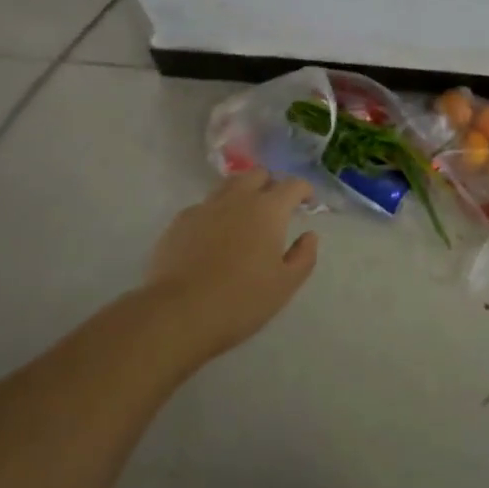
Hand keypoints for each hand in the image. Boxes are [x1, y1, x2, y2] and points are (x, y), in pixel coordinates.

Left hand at [146, 171, 319, 358]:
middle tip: (275, 208)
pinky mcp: (180, 221)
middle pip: (258, 174)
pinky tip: (213, 237)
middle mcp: (237, 198)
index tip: (307, 203)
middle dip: (271, 184)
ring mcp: (205, 207)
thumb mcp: (285, 285)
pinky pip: (204, 207)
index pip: (292, 185)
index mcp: (268, 209)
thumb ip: (303, 256)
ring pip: (228, 185)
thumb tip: (309, 236)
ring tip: (244, 218)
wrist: (179, 313)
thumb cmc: (241, 300)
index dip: (304, 190)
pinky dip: (215, 213)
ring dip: (242, 194)